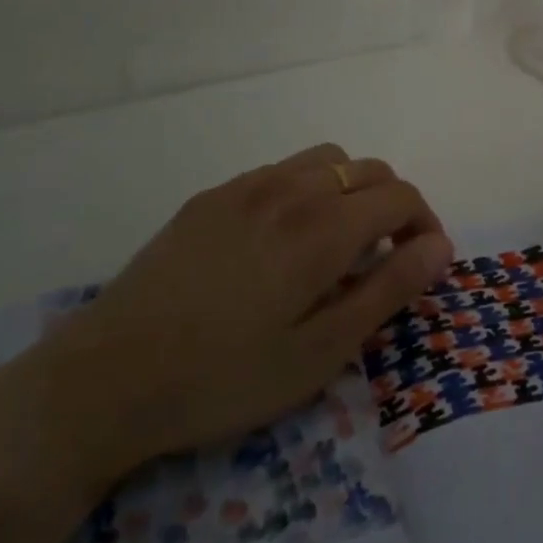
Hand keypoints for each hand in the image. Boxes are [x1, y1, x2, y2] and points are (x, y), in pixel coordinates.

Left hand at [20, 144, 453, 487]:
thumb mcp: (320, 352)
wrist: (103, 381)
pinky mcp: (211, 197)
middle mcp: (291, 189)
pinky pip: (281, 172)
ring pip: (326, 161)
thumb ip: (388, 290)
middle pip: (369, 169)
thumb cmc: (223, 378)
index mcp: (323, 227)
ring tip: (338, 242)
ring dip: (350, 190)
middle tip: (386, 257)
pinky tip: (282, 241)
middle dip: (394, 205)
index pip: (401, 196)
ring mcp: (246, 186)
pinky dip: (307, 190)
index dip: (425, 224)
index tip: (422, 263)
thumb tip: (439, 246)